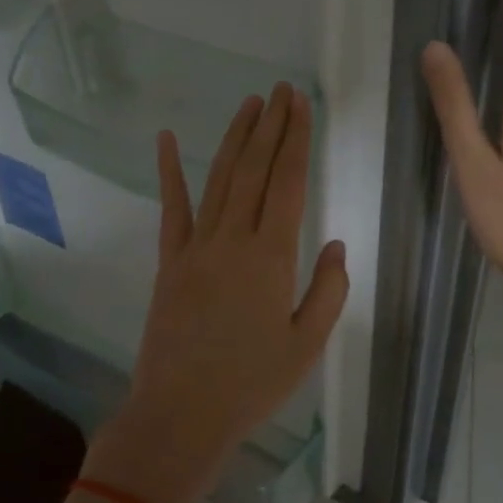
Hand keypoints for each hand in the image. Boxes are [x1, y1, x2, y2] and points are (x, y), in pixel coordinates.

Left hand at [86, 83, 348, 502]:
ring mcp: (195, 248)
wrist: (182, 412)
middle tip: (280, 90)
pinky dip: (170, 172)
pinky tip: (168, 140)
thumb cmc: (252, 384)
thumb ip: (327, 290)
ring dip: (234, 139)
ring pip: (218, 180)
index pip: (288, 183)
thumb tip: (334, 243)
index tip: (301, 104)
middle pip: (254, 170)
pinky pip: (171, 209)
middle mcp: (233, 240)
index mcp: (272, 257)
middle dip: (270, 126)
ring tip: (249, 105)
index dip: (296, 139)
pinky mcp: (168, 262)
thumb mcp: (307, 344)